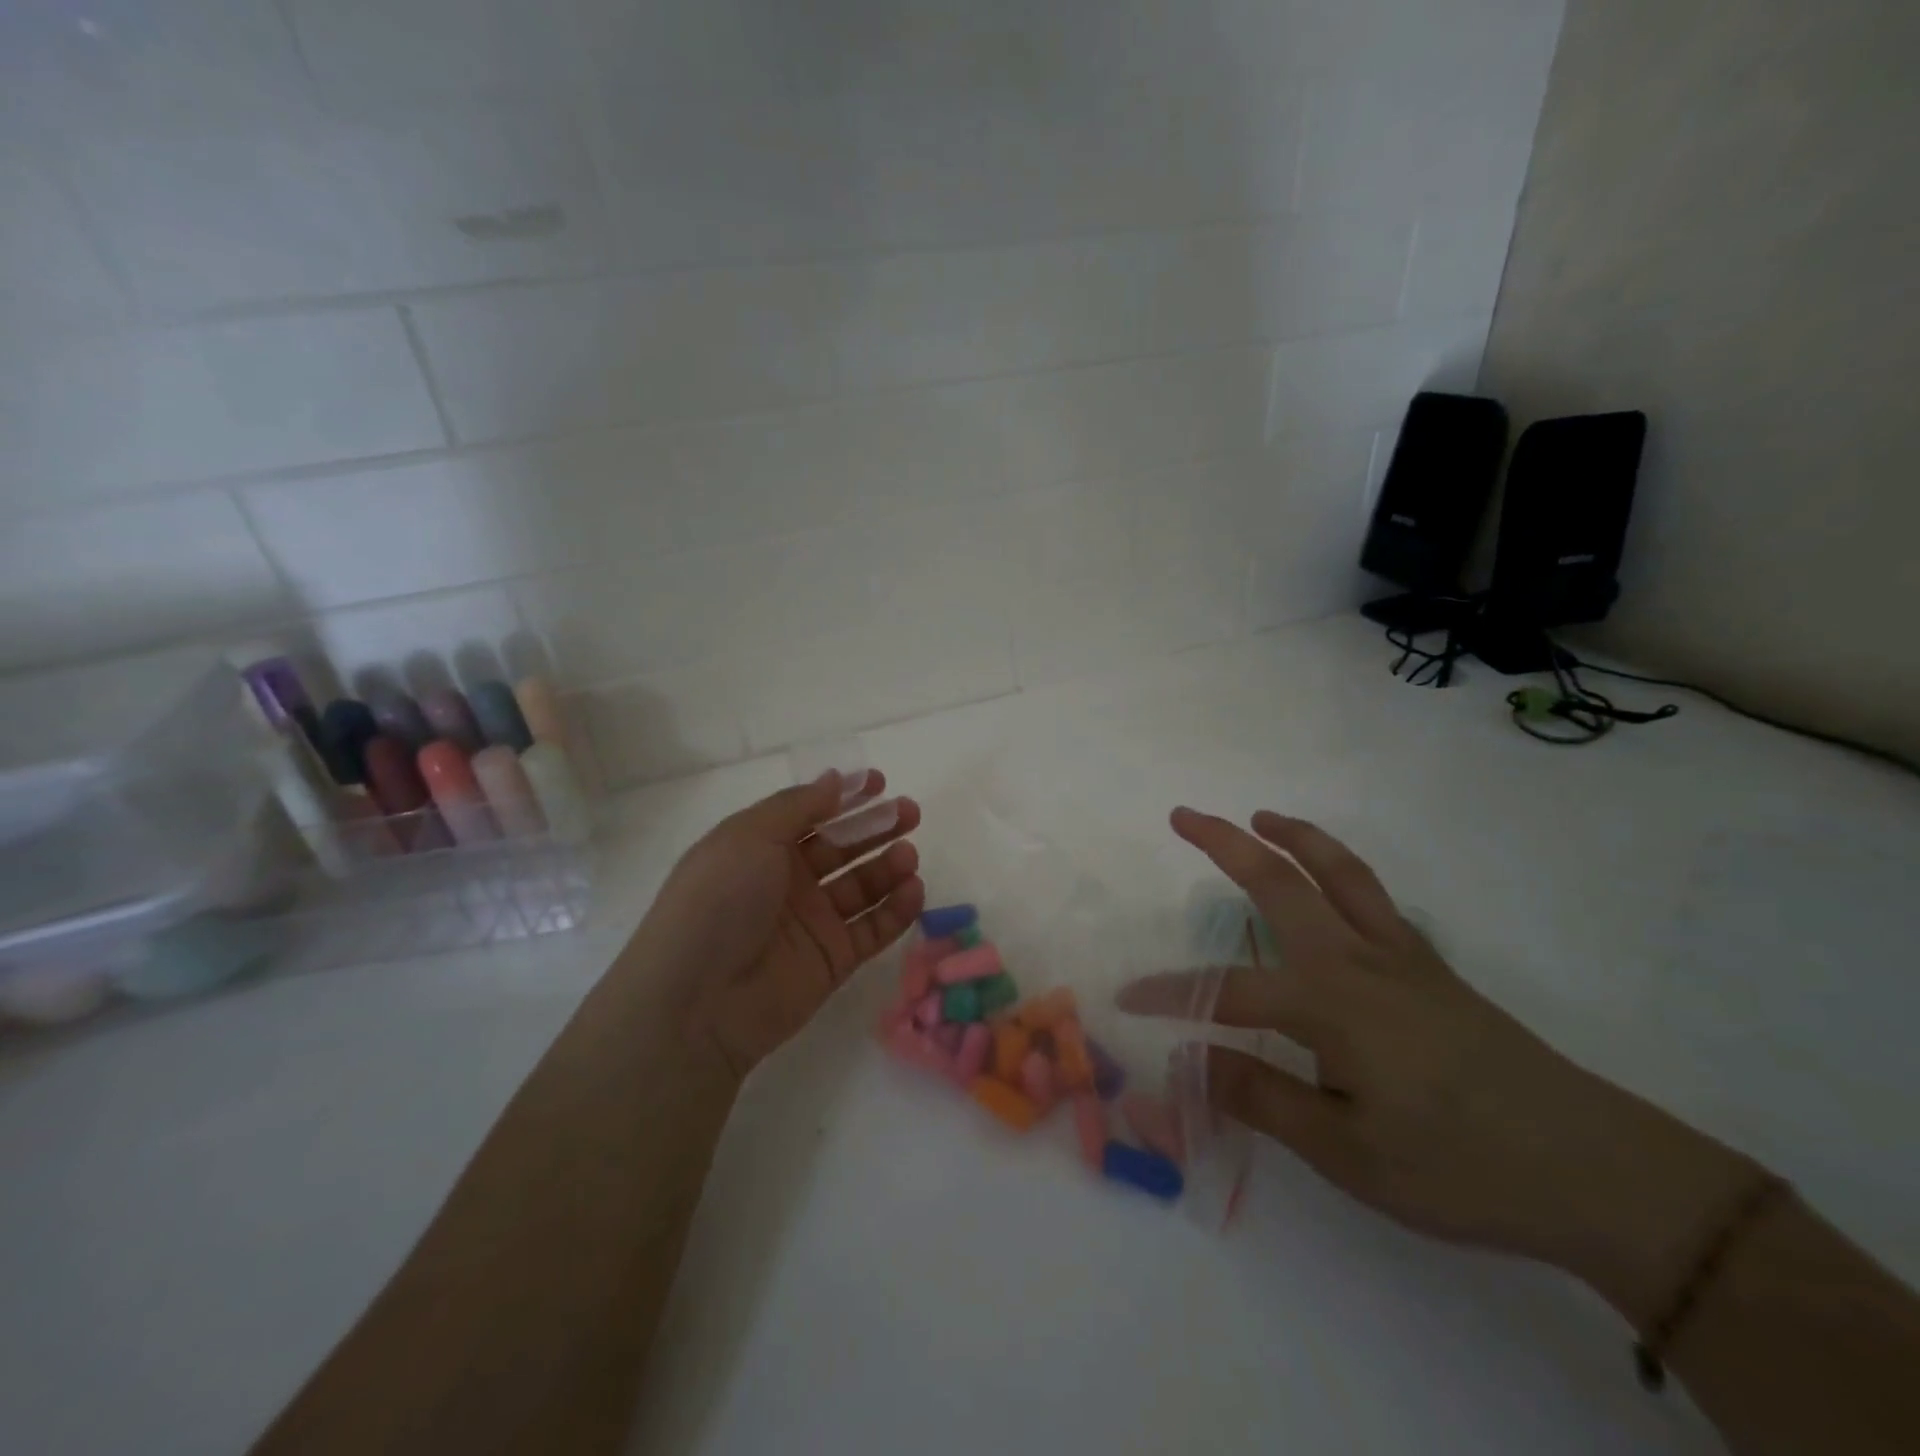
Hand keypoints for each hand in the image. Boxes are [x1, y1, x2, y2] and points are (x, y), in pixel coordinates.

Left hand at [632, 771, 924, 1079]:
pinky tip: (913, 890)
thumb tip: (835, 779)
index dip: (845, 797)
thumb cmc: (718, 902)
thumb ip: (798, 806)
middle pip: (842, 848)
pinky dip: (896, 910)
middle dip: (876, 827)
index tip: (879, 782)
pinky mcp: (833, 960)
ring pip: (862, 887)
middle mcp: (788, 881)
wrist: (697, 1003)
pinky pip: (873, 929)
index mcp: (760, 848)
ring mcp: (812, 922)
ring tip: (908, 856)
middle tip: (910, 813)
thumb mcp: (750, 836)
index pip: (811, 814)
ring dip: (888, 867)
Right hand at [1121, 808, 1758, 1324]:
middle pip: (1280, 883)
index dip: (1173, 994)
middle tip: (1183, 815)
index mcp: (1330, 1002)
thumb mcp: (1348, 1151)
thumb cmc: (1460, 1167)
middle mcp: (1358, 960)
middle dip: (1224, 844)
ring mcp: (1400, 956)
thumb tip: (1186, 1056)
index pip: (1227, 989)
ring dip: (1294, 836)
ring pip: (1339, 872)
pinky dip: (1340, 869)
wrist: (1597, 1170)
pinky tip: (1330, 882)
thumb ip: (1260, 1094)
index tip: (1128, 998)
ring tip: (1260, 816)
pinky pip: (1374, 897)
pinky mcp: (1432, 967)